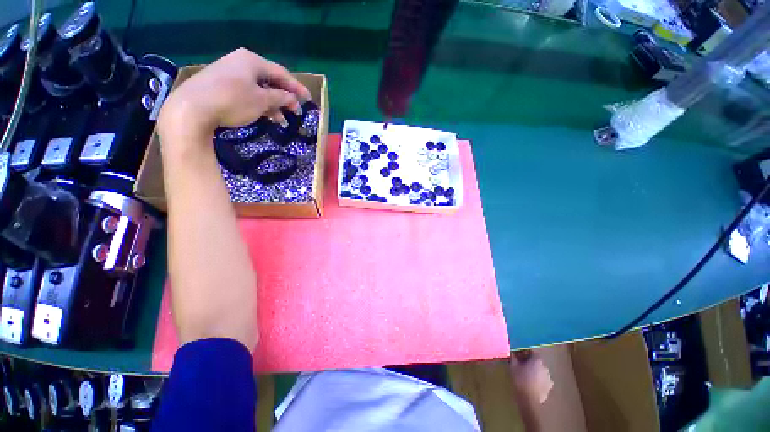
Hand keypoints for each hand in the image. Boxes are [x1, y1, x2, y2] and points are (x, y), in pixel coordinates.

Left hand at [158, 48, 311, 143]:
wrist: (192, 108)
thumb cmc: (233, 100)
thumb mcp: (262, 101)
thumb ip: (280, 98)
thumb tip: (292, 99)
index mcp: (252, 61)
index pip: (281, 73)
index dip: (297, 88)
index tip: (308, 100)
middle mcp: (241, 62)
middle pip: (269, 80)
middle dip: (284, 97)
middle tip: (295, 111)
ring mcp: (229, 73)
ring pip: (258, 88)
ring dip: (272, 104)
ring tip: (282, 120)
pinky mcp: (220, 85)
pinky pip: (247, 92)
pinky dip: (259, 104)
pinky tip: (265, 116)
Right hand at [510, 351, 552, 403]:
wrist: (528, 399)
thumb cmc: (520, 380)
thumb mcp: (513, 366)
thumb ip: (513, 357)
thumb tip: (512, 352)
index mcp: (537, 360)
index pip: (531, 352)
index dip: (524, 353)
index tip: (517, 356)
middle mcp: (545, 367)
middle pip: (536, 361)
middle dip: (529, 362)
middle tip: (521, 365)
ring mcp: (549, 378)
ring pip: (540, 370)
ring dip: (534, 370)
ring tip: (525, 374)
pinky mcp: (549, 387)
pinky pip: (542, 379)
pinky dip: (538, 379)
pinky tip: (531, 383)